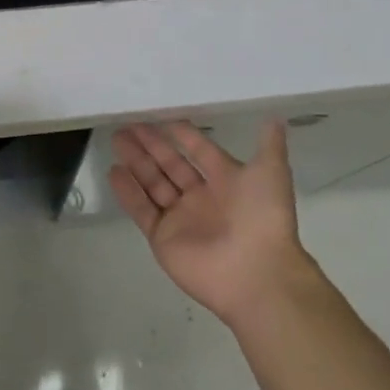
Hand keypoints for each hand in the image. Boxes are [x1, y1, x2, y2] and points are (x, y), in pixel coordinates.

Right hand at [110, 119, 314, 330]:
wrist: (256, 273)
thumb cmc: (263, 217)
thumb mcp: (272, 172)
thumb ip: (270, 144)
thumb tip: (276, 118)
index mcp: (226, 180)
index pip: (199, 150)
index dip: (182, 134)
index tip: (161, 116)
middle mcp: (201, 197)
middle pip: (170, 164)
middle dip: (150, 144)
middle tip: (128, 124)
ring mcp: (180, 218)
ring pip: (153, 183)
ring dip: (135, 161)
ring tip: (117, 138)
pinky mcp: (163, 238)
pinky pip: (142, 210)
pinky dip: (128, 192)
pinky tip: (113, 170)